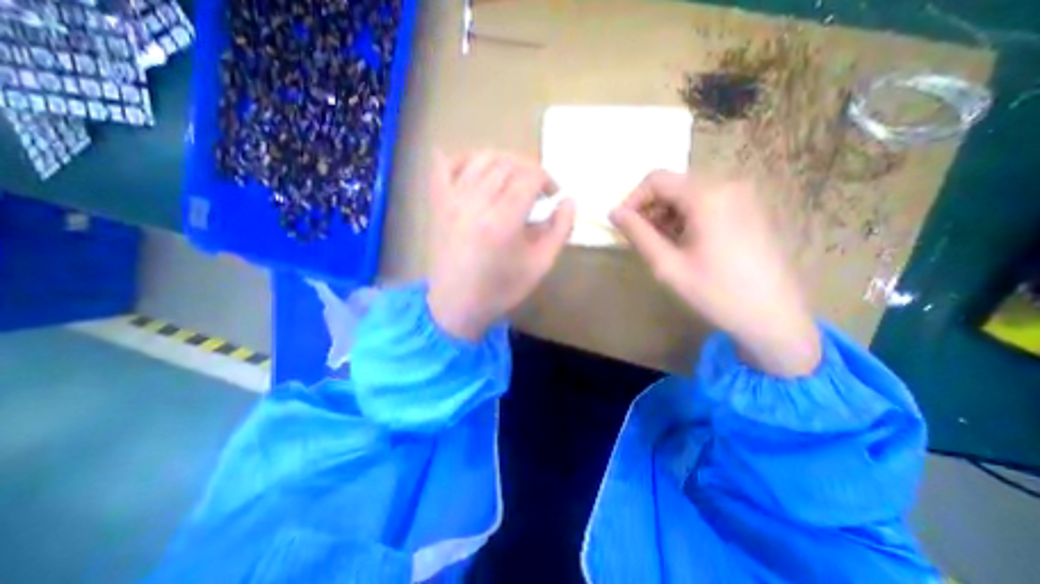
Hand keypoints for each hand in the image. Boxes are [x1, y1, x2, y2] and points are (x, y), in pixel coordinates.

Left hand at [428, 152, 576, 340]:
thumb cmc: (501, 289)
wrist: (457, 304)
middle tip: (538, 190)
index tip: (554, 194)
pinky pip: (445, 164)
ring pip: (480, 159)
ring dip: (504, 162)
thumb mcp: (540, 265)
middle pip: (507, 164)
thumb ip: (560, 230)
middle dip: (529, 170)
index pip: (529, 177)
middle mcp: (475, 203)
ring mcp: (452, 200)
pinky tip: (477, 168)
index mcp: (502, 221)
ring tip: (514, 180)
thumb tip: (569, 200)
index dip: (547, 179)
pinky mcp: (438, 204)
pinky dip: (464, 158)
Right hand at [611, 171, 821, 374]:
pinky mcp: (750, 209)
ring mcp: (743, 196)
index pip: (656, 179)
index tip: (622, 225)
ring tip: (662, 246)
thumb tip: (614, 213)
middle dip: (650, 209)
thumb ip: (638, 234)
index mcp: (707, 196)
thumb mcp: (667, 266)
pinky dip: (686, 218)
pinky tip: (685, 244)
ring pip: (689, 194)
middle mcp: (728, 185)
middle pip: (673, 185)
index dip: (632, 200)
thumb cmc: (716, 292)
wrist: (775, 317)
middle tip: (641, 240)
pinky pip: (707, 203)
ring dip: (667, 215)